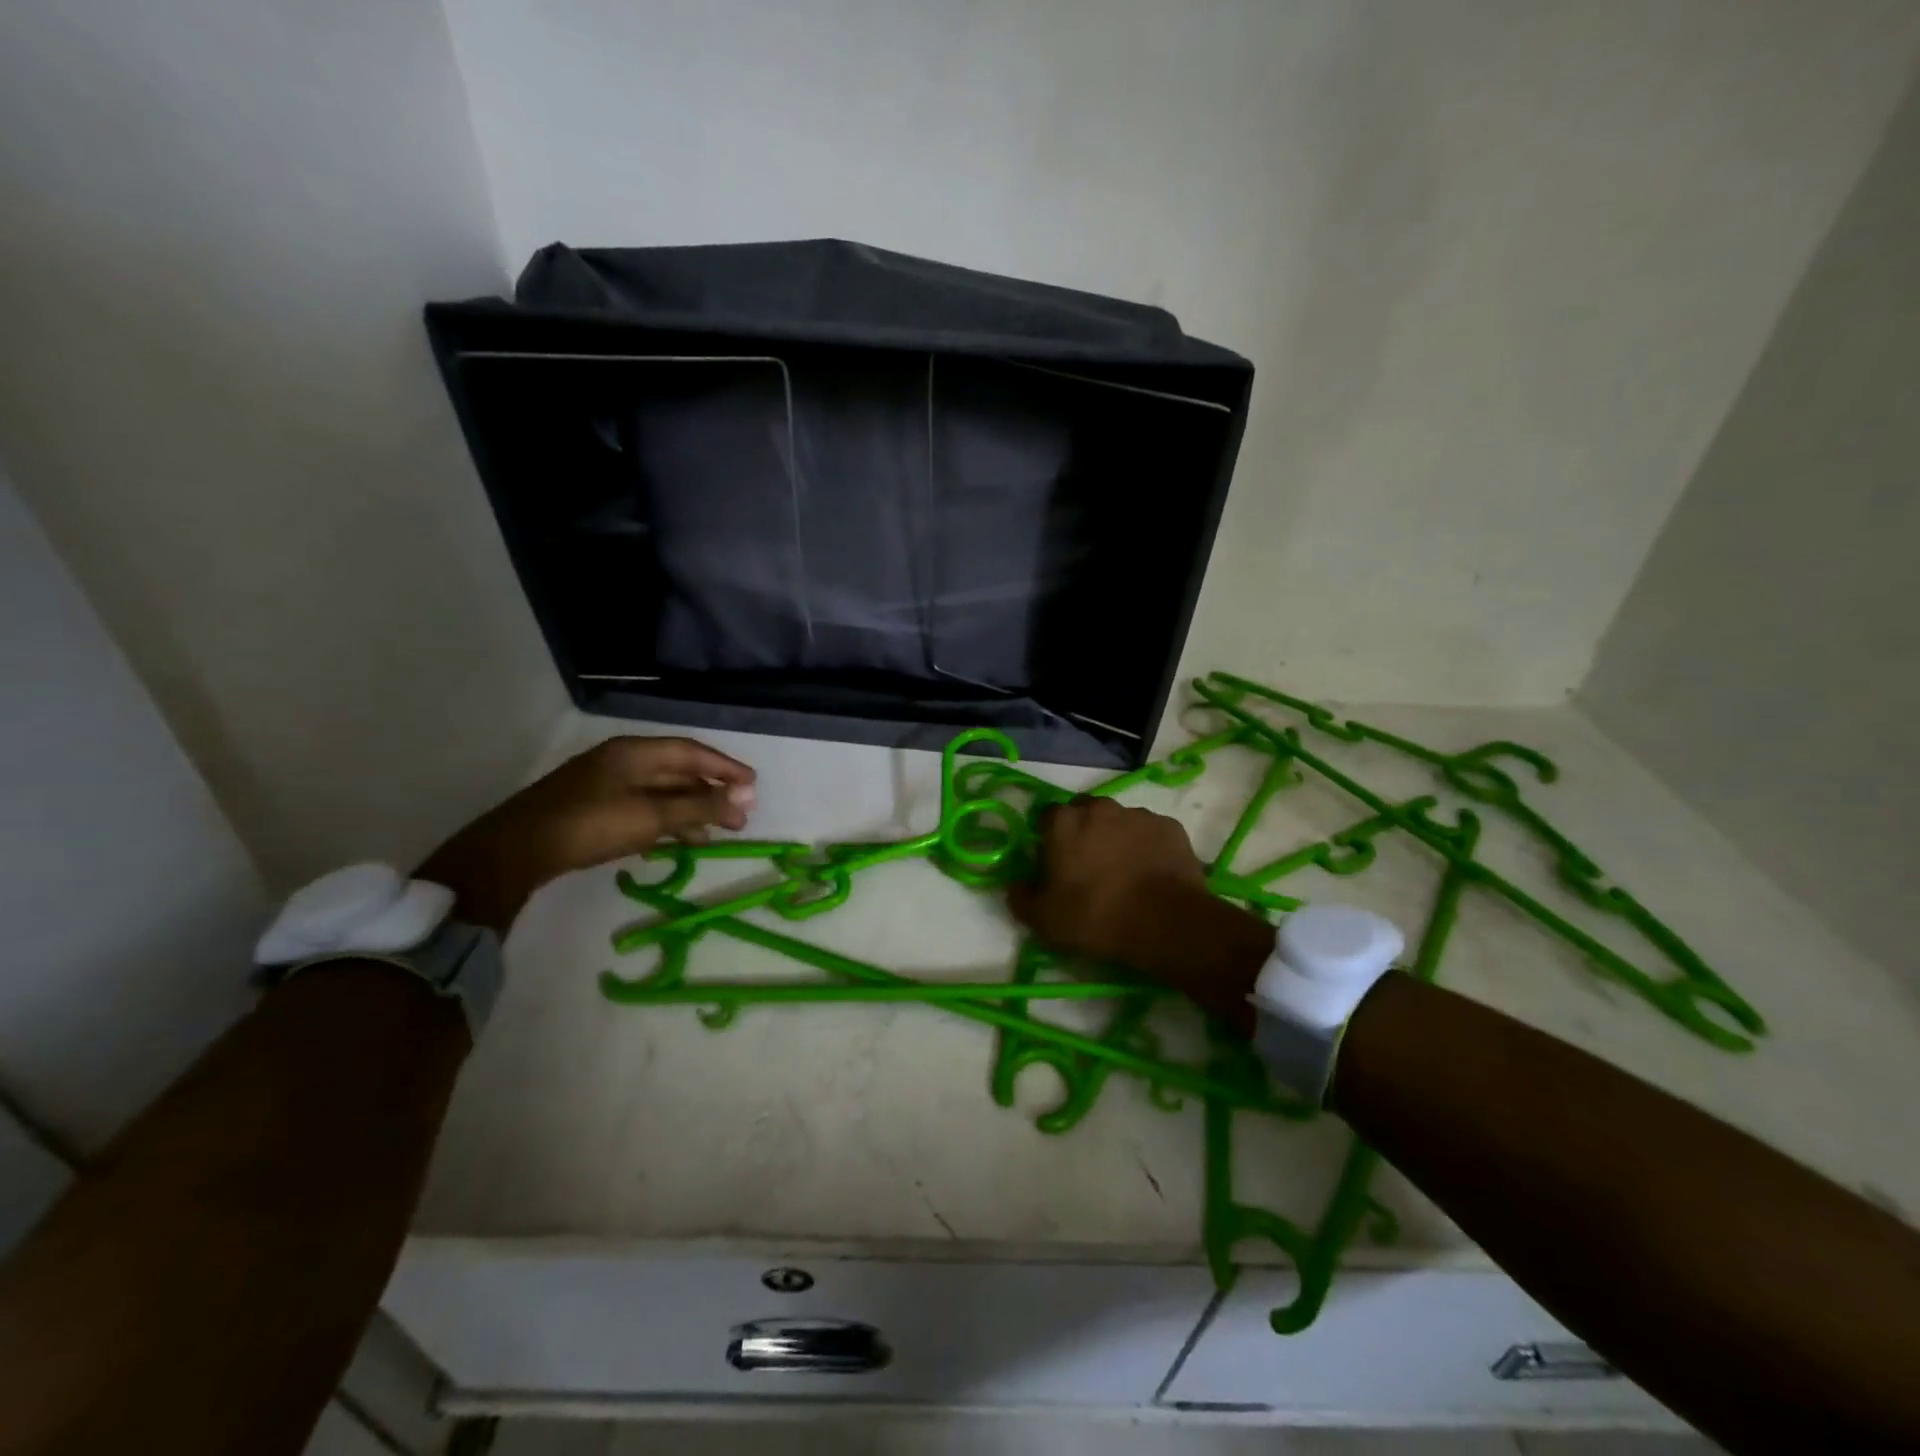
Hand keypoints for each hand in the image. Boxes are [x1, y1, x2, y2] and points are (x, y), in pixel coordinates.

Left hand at [416, 736, 755, 932]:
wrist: (517, 850)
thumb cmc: (591, 824)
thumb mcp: (652, 815)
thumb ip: (700, 806)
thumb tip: (746, 797)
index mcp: (635, 753)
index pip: (692, 753)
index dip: (725, 768)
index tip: (753, 786)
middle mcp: (622, 761)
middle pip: (678, 772)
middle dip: (711, 794)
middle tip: (739, 818)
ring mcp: (605, 784)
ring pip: (660, 792)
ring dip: (689, 811)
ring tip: (713, 835)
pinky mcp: (593, 807)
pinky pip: (642, 808)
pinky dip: (664, 821)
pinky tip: (674, 841)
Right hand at [1007, 798, 1272, 1028]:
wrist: (1165, 922)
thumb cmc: (1096, 916)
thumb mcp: (1044, 919)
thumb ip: (1021, 897)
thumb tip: (1016, 884)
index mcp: (1064, 822)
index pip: (1047, 817)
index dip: (1048, 838)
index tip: (1054, 862)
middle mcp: (1100, 808)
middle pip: (1084, 812)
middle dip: (1082, 832)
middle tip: (1087, 866)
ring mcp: (1138, 814)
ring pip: (1119, 821)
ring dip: (1116, 838)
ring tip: (1123, 872)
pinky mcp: (1169, 827)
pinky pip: (1149, 832)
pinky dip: (1146, 846)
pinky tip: (1149, 873)